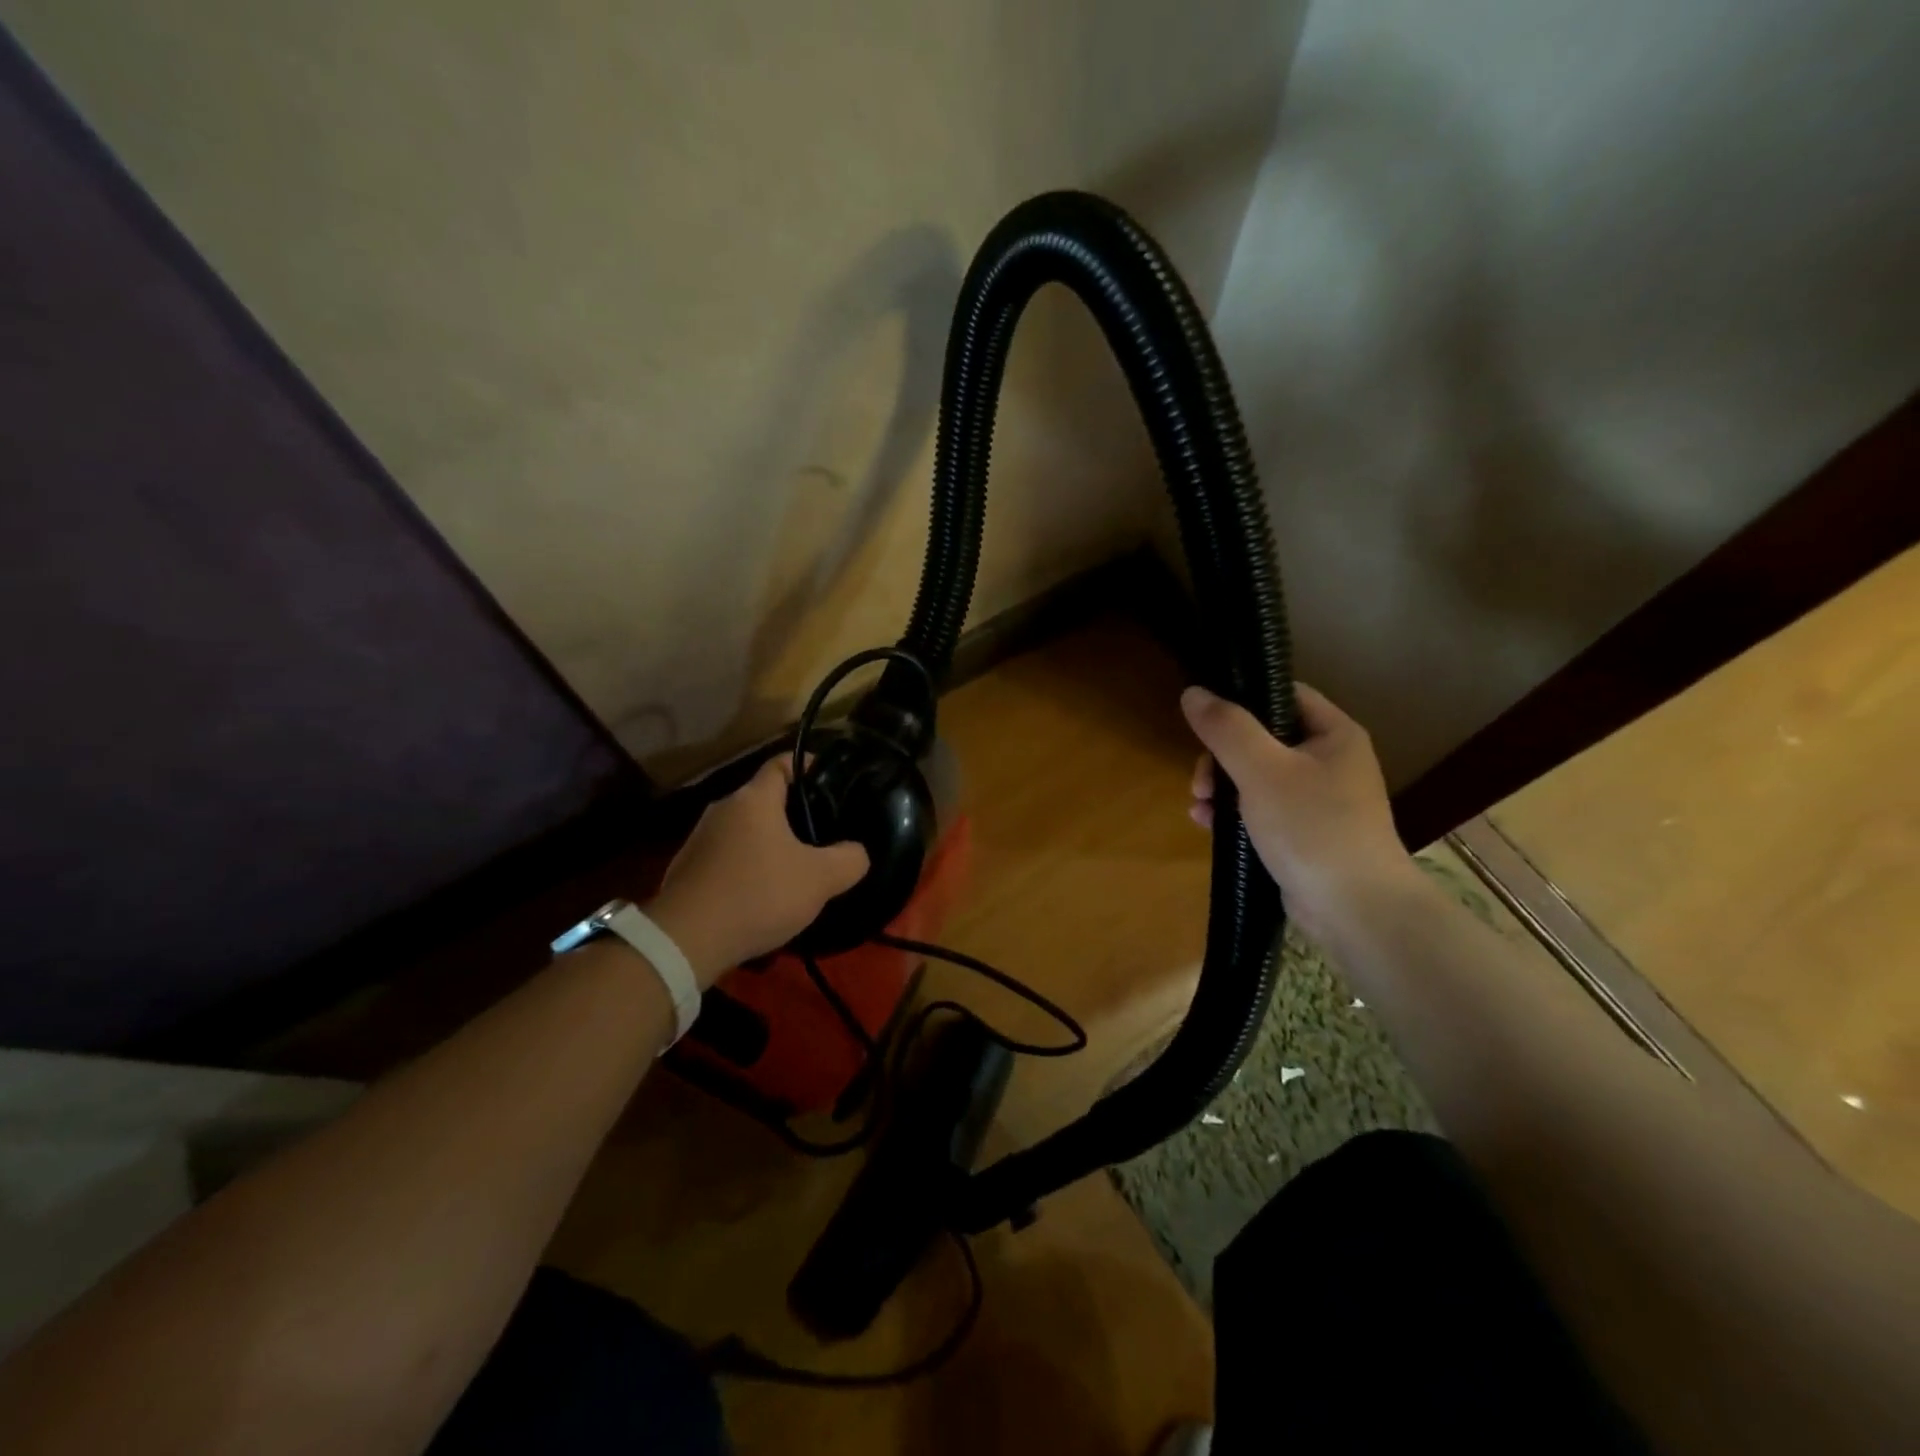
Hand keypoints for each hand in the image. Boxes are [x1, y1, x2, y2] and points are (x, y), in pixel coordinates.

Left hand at [644, 757, 869, 986]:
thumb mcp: (820, 879)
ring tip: (793, 868)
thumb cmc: (758, 894)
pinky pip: (726, 857)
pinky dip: (745, 866)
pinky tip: (759, 894)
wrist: (685, 940)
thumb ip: (849, 859)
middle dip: (792, 812)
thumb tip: (857, 852)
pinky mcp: (686, 868)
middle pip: (764, 799)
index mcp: (754, 799)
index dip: (808, 765)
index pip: (782, 763)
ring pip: (744, 830)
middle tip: (821, 834)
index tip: (829, 779)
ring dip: (767, 843)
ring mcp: (699, 839)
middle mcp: (723, 808)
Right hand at [1181, 683, 1418, 940]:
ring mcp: (1316, 799)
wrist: (1355, 910)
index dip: (1242, 699)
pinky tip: (1207, 824)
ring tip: (1200, 806)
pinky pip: (1259, 808)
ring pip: (1255, 775)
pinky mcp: (1302, 832)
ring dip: (1221, 786)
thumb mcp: (1262, 771)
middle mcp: (1329, 761)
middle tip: (1200, 781)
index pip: (1283, 695)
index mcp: (1333, 734)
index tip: (1204, 719)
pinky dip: (1232, 812)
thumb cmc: (1312, 828)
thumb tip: (1193, 692)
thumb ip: (1226, 729)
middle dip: (1221, 756)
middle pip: (1261, 737)